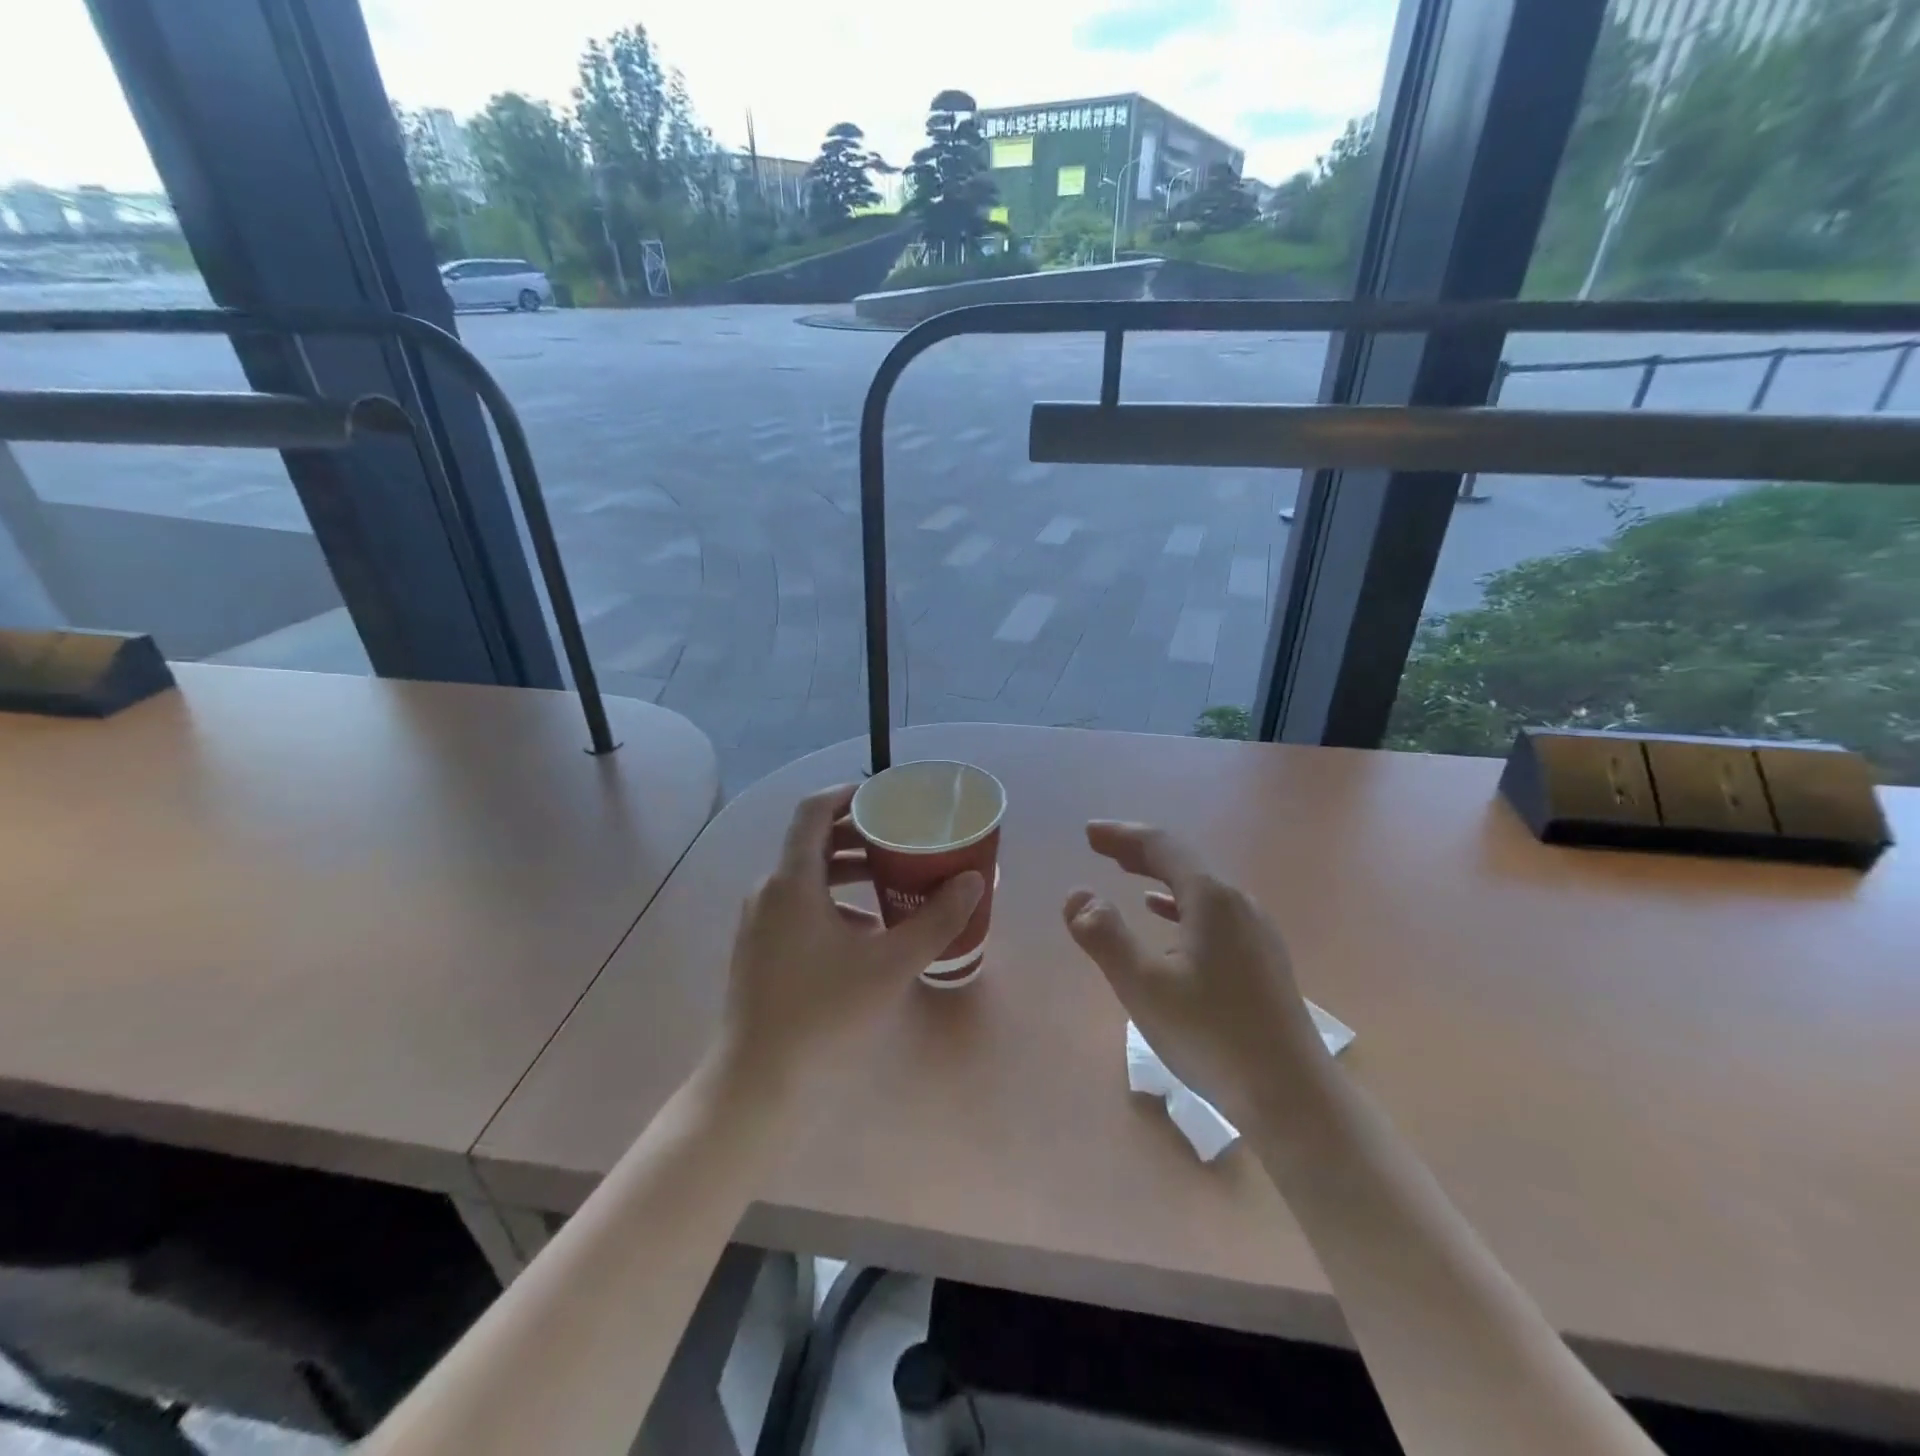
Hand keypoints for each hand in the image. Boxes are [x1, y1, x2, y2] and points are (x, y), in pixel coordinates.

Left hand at [718, 784, 983, 1085]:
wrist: (758, 1084)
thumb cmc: (823, 1015)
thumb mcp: (890, 965)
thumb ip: (935, 920)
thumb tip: (973, 880)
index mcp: (792, 881)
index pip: (813, 811)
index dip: (848, 793)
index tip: (886, 795)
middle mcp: (769, 891)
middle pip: (813, 842)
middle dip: (858, 834)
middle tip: (901, 837)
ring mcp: (760, 922)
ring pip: (807, 876)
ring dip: (848, 870)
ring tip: (892, 879)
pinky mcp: (760, 949)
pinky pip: (799, 905)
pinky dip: (833, 901)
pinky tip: (867, 932)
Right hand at [1063, 822, 1324, 1125]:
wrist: (1291, 1096)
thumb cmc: (1211, 1035)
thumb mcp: (1143, 985)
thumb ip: (1104, 935)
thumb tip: (1077, 895)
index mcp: (1211, 899)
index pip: (1162, 846)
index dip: (1122, 835)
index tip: (1089, 833)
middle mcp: (1238, 904)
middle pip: (1183, 861)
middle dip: (1139, 850)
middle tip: (1101, 845)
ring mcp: (1256, 932)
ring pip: (1200, 888)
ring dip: (1160, 876)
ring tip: (1129, 873)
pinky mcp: (1262, 960)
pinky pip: (1213, 914)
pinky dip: (1181, 906)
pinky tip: (1168, 921)